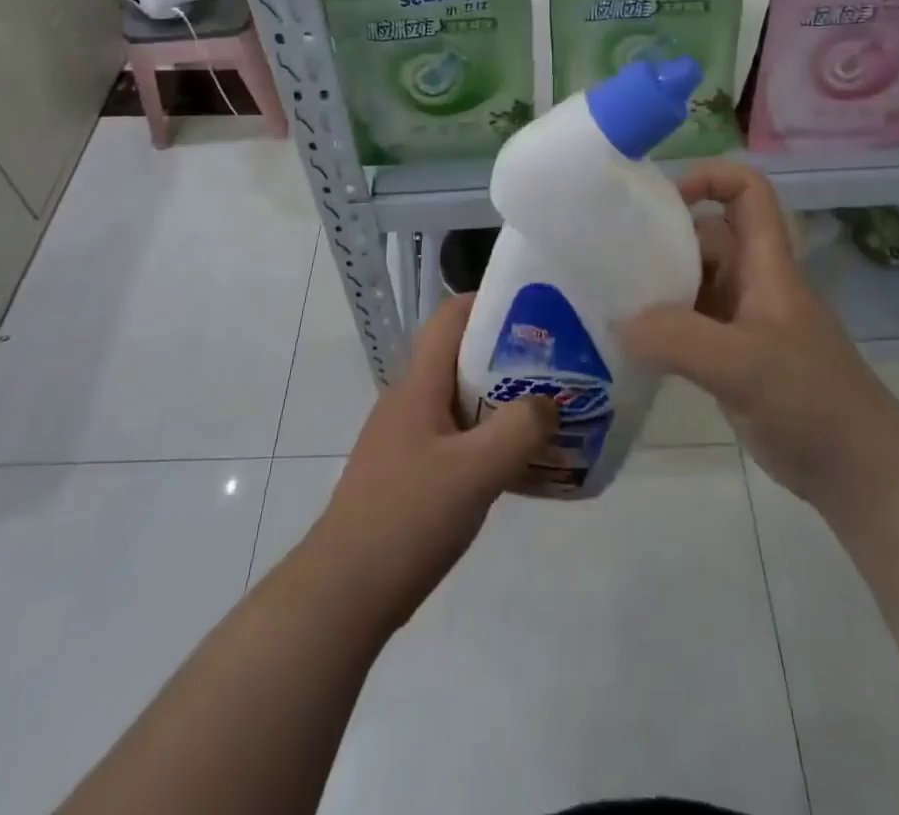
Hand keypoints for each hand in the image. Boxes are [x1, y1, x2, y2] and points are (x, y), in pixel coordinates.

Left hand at [307, 295, 554, 631]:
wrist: (343, 594)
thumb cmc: (407, 519)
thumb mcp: (474, 472)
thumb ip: (519, 431)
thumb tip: (550, 403)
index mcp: (418, 386)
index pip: (450, 318)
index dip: (489, 303)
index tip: (536, 312)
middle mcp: (409, 401)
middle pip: (460, 357)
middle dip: (507, 355)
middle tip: (555, 366)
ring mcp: (405, 438)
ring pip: (459, 399)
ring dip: (500, 399)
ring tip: (545, 411)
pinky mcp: (408, 472)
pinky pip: (455, 436)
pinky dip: (486, 436)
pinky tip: (514, 462)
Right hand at [622, 162, 898, 512]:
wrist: (858, 472)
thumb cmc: (811, 402)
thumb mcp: (743, 365)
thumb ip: (677, 339)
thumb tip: (617, 322)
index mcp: (766, 265)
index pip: (748, 193)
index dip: (710, 178)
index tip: (662, 202)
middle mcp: (753, 283)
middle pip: (706, 236)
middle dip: (663, 238)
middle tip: (609, 256)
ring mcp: (743, 321)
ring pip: (694, 281)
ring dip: (656, 285)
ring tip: (607, 297)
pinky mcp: (732, 358)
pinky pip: (689, 324)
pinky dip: (661, 326)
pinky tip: (628, 343)